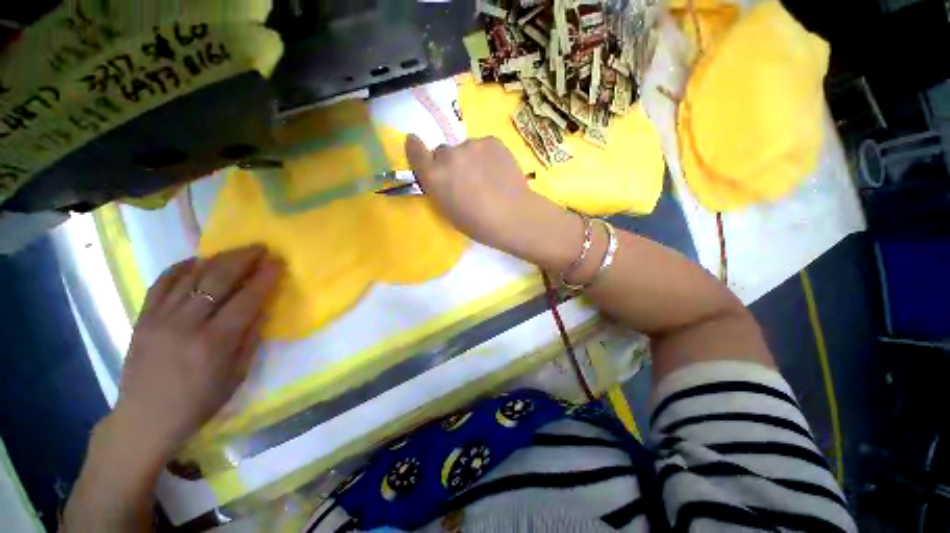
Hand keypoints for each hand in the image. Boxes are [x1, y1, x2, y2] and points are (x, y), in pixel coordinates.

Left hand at [111, 245, 282, 458]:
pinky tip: (196, 262)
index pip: (247, 299)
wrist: (145, 418)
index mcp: (215, 342)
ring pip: (191, 276)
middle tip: (260, 248)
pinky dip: (181, 267)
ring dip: (217, 258)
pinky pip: (162, 283)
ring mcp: (160, 318)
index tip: (278, 262)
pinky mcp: (143, 318)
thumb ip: (251, 338)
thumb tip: (262, 307)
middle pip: (218, 279)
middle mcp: (187, 324)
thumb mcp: (236, 376)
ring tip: (235, 251)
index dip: (265, 277)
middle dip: (243, 259)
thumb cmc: (199, 402)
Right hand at [405, 134, 580, 269]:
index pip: (414, 150)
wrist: (512, 216)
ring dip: (471, 159)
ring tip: (487, 178)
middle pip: (443, 152)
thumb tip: (441, 176)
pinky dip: (487, 156)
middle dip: (450, 163)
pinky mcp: (492, 141)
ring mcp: (471, 145)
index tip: (417, 146)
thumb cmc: (477, 223)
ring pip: (465, 149)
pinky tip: (498, 171)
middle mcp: (448, 155)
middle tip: (465, 179)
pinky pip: (484, 146)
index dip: (416, 148)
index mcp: (434, 176)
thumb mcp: (448, 210)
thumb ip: (439, 187)